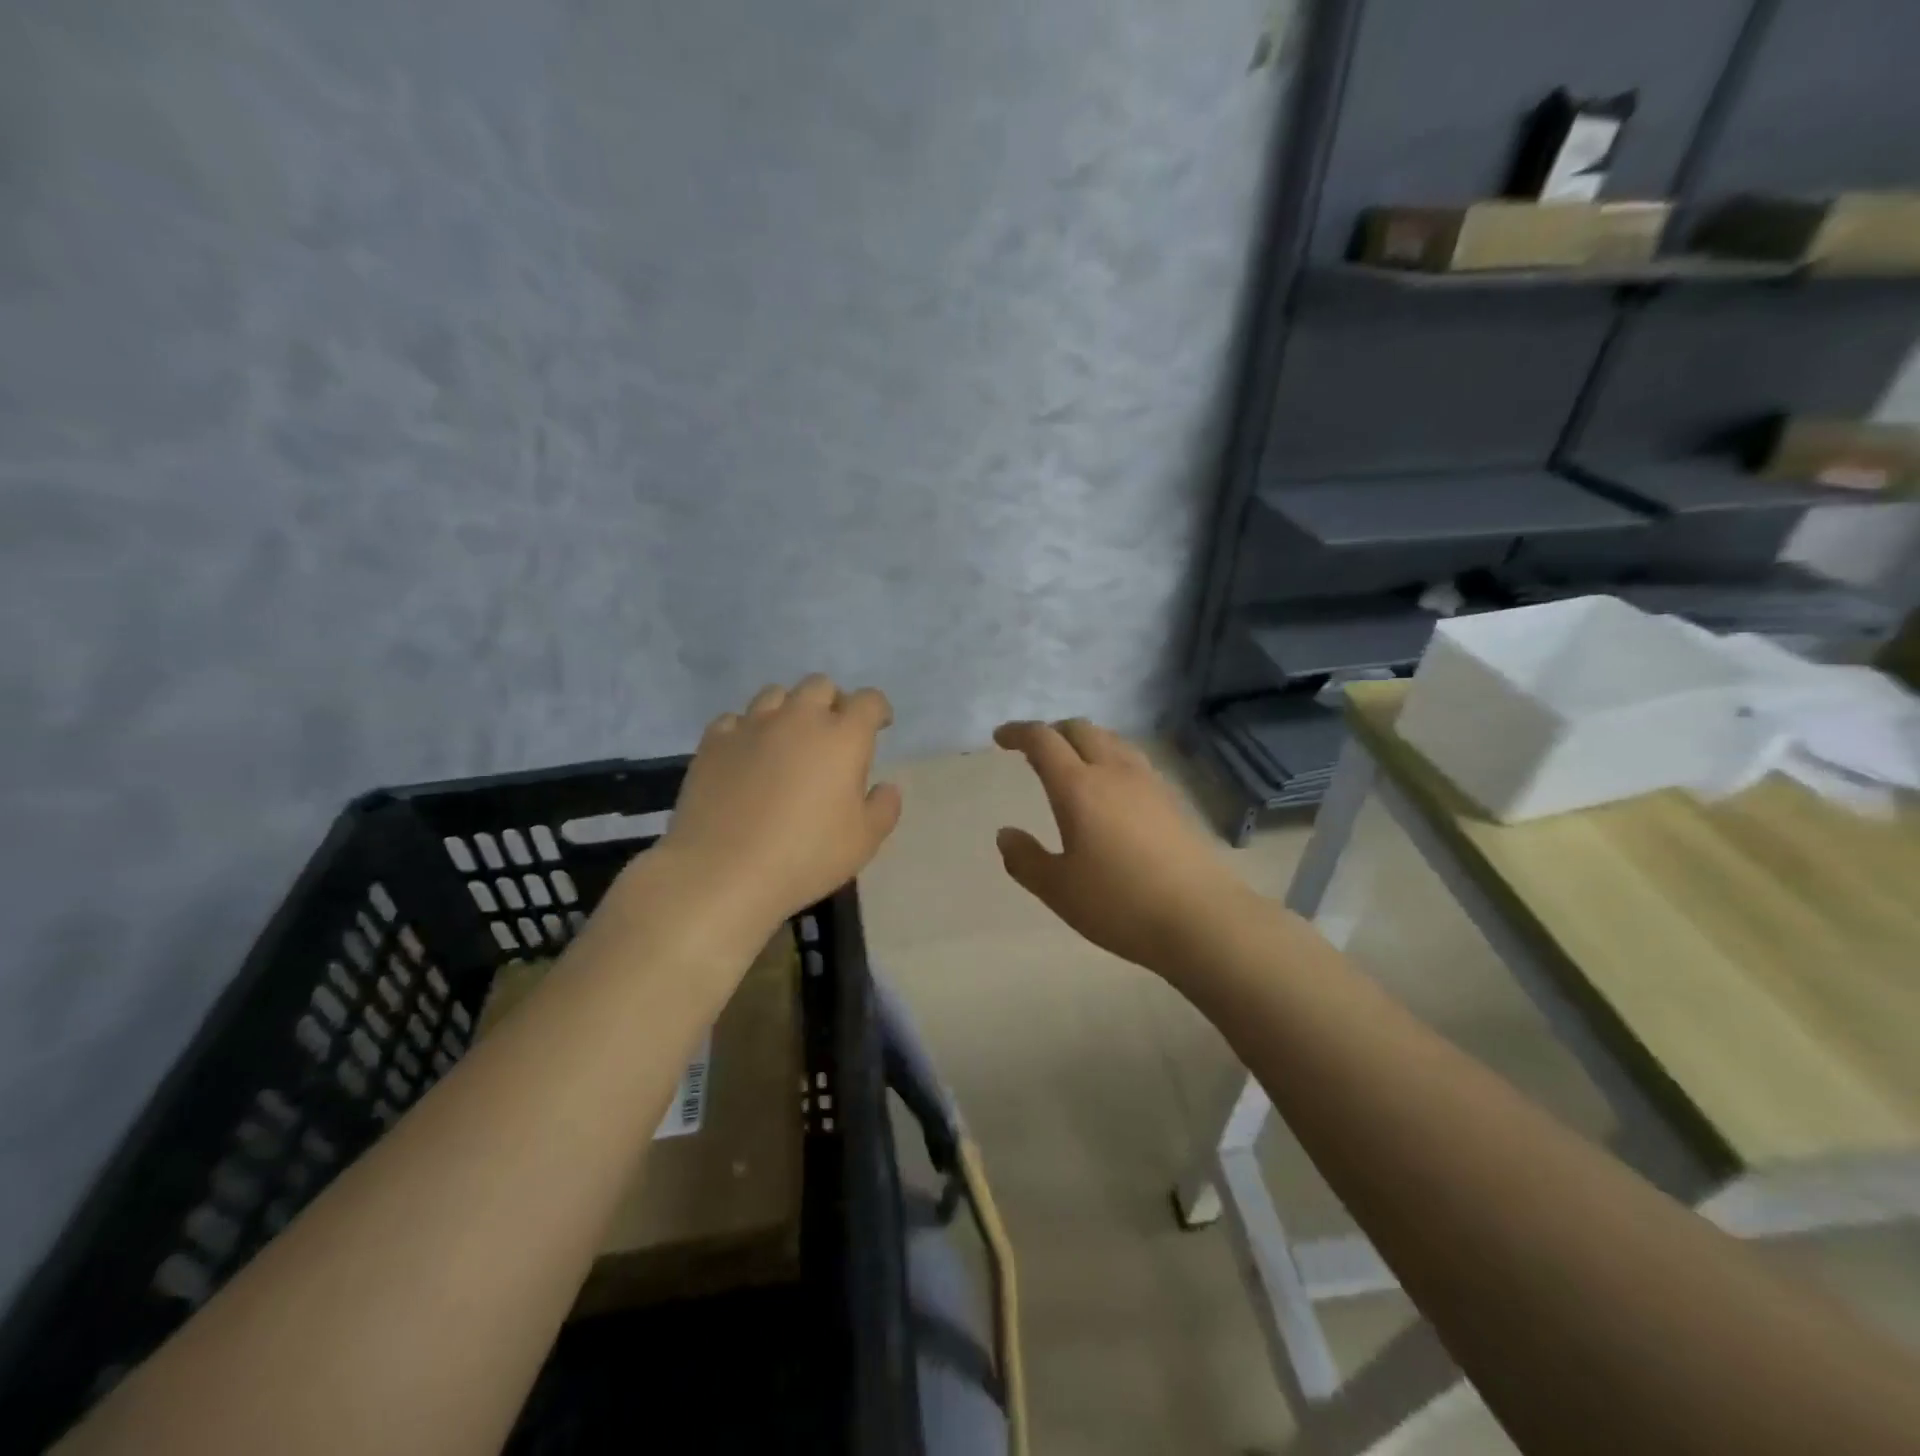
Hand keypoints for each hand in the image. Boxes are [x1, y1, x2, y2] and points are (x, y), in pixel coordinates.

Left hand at [650, 675, 902, 934]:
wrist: (723, 871)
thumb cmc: (806, 856)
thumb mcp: (864, 842)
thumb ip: (884, 808)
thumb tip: (886, 786)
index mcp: (843, 737)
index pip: (868, 701)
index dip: (877, 710)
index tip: (879, 727)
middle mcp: (799, 718)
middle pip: (820, 686)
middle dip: (833, 702)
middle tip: (833, 734)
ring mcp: (752, 725)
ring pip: (775, 694)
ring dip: (789, 709)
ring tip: (788, 739)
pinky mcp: (714, 741)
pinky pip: (735, 719)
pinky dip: (747, 730)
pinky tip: (746, 755)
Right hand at [994, 719, 1251, 975]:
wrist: (1201, 918)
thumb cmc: (1119, 903)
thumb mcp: (1058, 889)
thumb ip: (1025, 859)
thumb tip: (1005, 834)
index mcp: (1079, 787)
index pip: (1043, 741)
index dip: (1018, 733)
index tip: (1001, 739)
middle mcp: (1114, 772)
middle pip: (1080, 729)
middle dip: (1052, 732)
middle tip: (1034, 750)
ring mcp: (1148, 783)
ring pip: (1111, 740)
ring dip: (1084, 741)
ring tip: (1071, 764)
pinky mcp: (1172, 799)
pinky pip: (1133, 760)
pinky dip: (1110, 758)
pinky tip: (1111, 788)